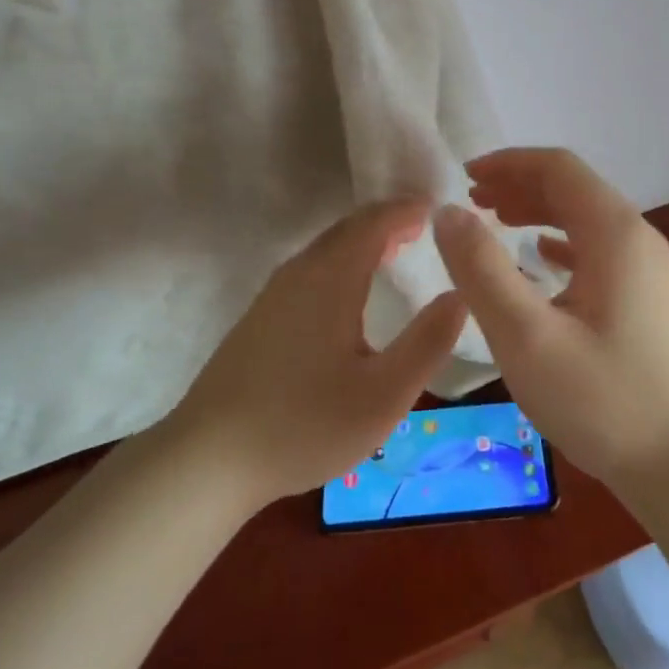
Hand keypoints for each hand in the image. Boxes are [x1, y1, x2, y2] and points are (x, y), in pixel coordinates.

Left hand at [165, 198, 466, 506]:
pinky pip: (312, 266)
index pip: (375, 223)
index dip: (408, 210)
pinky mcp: (261, 315)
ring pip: (327, 246)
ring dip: (364, 239)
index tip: (440, 209)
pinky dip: (343, 258)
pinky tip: (351, 289)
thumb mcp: (385, 394)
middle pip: (348, 227)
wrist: (208, 459)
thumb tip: (461, 294)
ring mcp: (274, 293)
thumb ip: (428, 341)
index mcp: (332, 278)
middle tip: (424, 225)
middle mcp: (301, 272)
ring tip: (397, 248)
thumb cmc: (305, 424)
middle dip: (388, 219)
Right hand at [432, 149, 668, 504]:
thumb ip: (481, 270)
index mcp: (615, 232)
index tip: (463, 176)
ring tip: (496, 222)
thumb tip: (448, 212)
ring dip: (539, 212)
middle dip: (520, 185)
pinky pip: (599, 252)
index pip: (557, 167)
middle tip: (472, 202)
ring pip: (587, 220)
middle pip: (574, 188)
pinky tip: (542, 259)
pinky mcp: (652, 302)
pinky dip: (562, 244)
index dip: (507, 163)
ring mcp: (651, 271)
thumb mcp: (527, 337)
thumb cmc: (607, 402)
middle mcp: (639, 239)